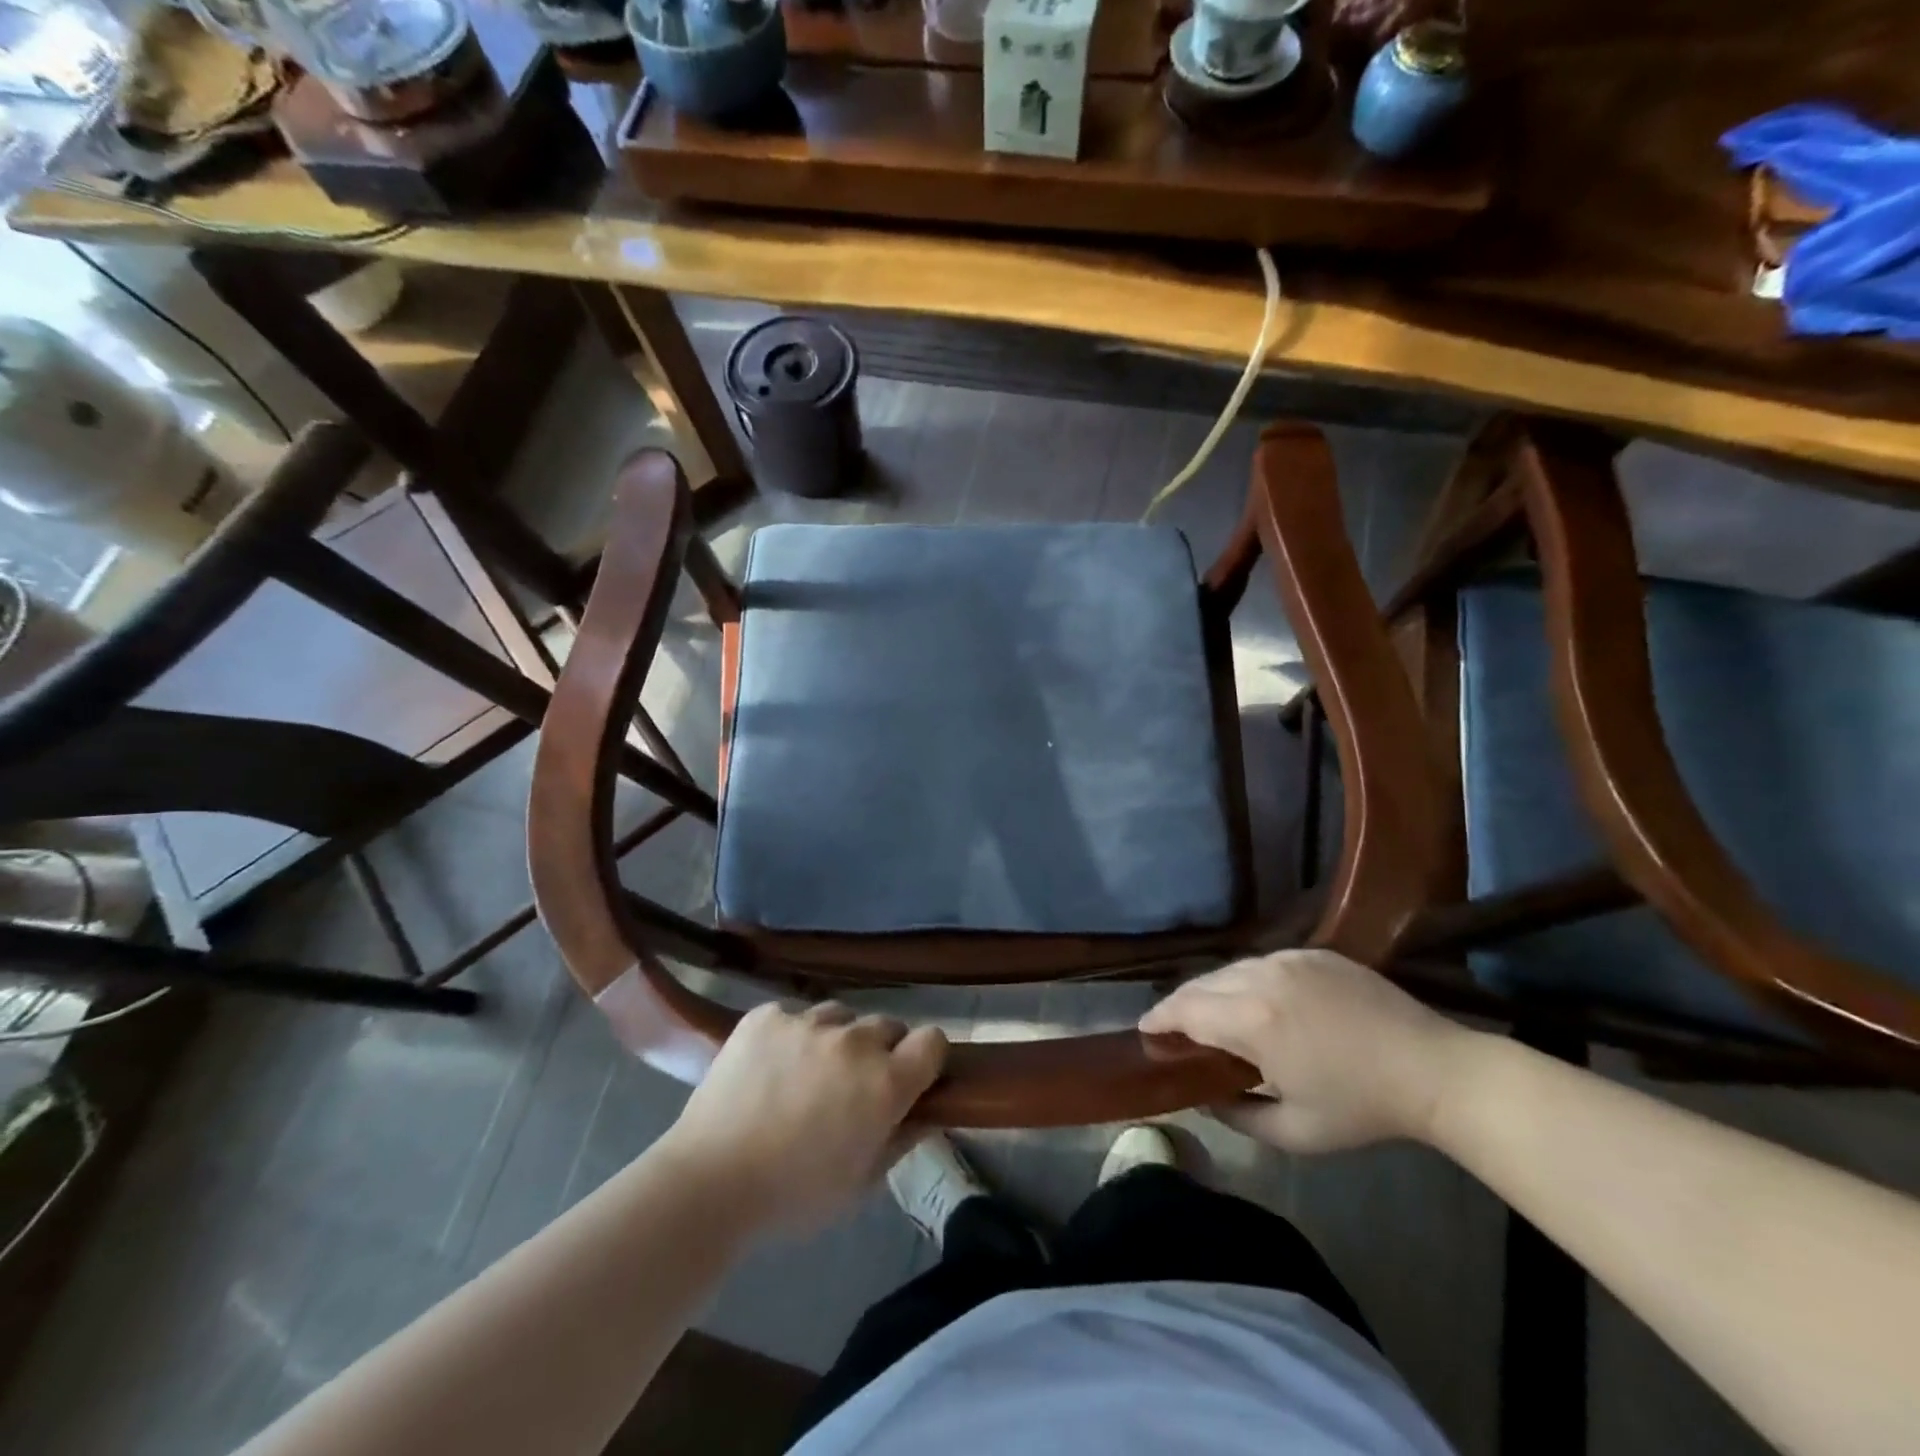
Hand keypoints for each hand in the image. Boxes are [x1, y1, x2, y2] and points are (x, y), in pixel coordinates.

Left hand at [659, 1002, 947, 1236]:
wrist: (708, 1183)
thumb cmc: (792, 1197)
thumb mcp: (860, 1185)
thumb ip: (900, 1140)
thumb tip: (925, 1113)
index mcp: (885, 1082)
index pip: (932, 1040)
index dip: (926, 1058)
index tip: (912, 1077)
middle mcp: (854, 1041)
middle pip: (887, 1026)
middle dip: (880, 1052)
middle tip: (852, 1085)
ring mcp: (807, 1022)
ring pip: (840, 1016)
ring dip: (836, 1040)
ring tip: (806, 1073)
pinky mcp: (766, 1016)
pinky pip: (793, 1016)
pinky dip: (790, 1036)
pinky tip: (769, 1068)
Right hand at [1140, 950, 1474, 1152]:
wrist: (1435, 1071)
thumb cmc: (1363, 1108)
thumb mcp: (1295, 1132)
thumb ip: (1237, 1115)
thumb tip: (1204, 1096)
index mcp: (1252, 1020)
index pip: (1184, 1009)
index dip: (1159, 1018)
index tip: (1146, 1031)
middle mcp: (1261, 977)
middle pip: (1202, 984)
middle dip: (1182, 1005)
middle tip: (1177, 1030)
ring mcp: (1290, 959)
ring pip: (1232, 970)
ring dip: (1215, 991)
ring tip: (1217, 1017)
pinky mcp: (1314, 953)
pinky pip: (1265, 963)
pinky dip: (1249, 981)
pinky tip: (1261, 1004)